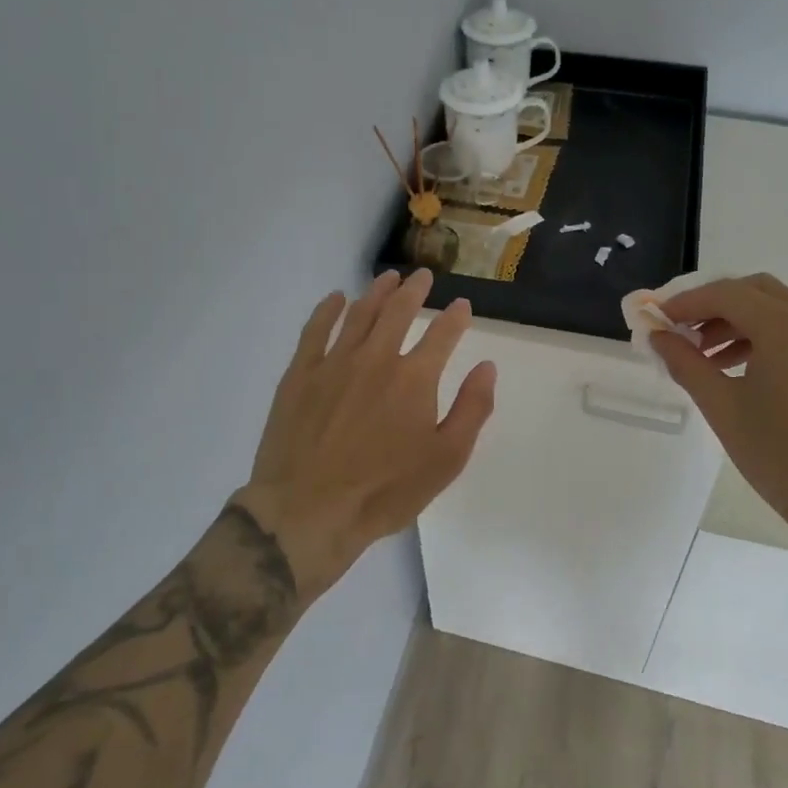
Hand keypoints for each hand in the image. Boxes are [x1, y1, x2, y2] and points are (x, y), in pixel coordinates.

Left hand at [238, 269, 496, 598]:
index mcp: (415, 378)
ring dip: (377, 291)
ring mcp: (334, 362)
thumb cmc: (385, 491)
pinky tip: (336, 298)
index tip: (462, 305)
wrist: (308, 511)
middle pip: (399, 311)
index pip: (442, 334)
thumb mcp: (446, 460)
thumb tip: (487, 367)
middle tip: (422, 276)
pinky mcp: (300, 374)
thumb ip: (472, 409)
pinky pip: (315, 330)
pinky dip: (328, 309)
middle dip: (415, 290)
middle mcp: (376, 358)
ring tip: (387, 277)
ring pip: (359, 313)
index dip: (456, 317)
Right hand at [650, 273, 787, 550]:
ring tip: (703, 353)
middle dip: (712, 305)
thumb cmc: (779, 455)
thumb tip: (658, 336)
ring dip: (736, 319)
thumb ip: (685, 363)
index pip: (726, 294)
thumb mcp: (722, 407)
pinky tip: (736, 364)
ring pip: (775, 307)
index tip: (656, 318)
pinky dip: (761, 334)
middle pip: (753, 290)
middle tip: (680, 331)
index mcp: (787, 327)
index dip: (686, 302)